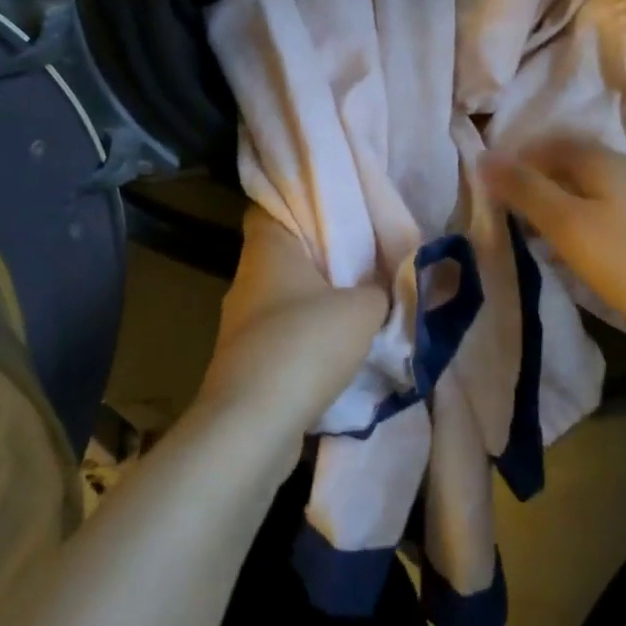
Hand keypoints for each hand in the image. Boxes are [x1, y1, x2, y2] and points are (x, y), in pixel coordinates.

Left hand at [198, 209, 385, 440]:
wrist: (254, 425)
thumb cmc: (305, 344)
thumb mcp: (364, 309)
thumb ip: (381, 289)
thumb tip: (385, 287)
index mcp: (267, 249)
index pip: (271, 204)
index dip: (300, 200)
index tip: (335, 205)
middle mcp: (246, 279)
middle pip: (284, 253)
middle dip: (320, 256)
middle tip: (362, 255)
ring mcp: (241, 323)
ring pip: (284, 297)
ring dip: (315, 301)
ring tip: (357, 303)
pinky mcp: (244, 362)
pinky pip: (282, 335)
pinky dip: (306, 339)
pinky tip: (337, 349)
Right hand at [479, 137, 625, 354]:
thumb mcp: (569, 224)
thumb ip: (526, 189)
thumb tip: (484, 156)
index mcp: (596, 158)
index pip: (540, 144)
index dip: (510, 163)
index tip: (483, 194)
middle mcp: (617, 169)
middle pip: (559, 166)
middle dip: (527, 186)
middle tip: (497, 217)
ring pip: (577, 192)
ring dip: (548, 209)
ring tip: (523, 238)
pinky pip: (595, 215)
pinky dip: (571, 228)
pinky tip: (565, 253)